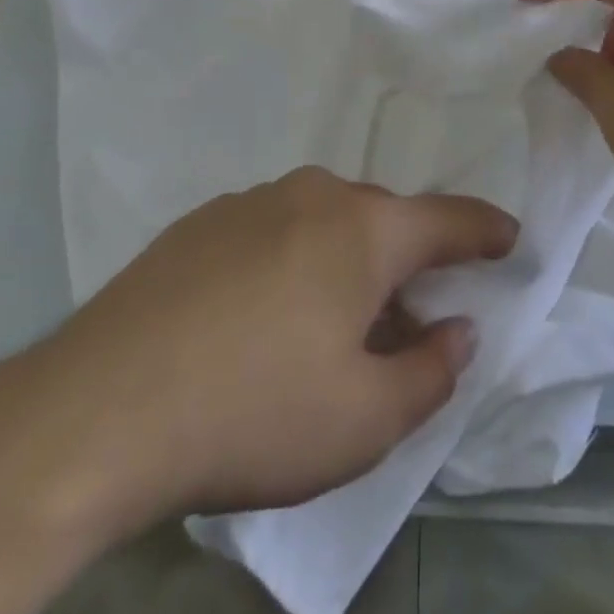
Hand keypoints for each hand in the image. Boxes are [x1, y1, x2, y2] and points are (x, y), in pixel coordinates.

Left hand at [4, 167, 517, 526]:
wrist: (103, 405)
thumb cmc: (255, 411)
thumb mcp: (364, 419)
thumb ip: (430, 370)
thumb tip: (458, 328)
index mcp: (363, 229)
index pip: (447, 219)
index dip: (485, 229)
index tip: (510, 236)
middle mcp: (313, 194)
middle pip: (383, 220)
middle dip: (408, 261)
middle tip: (412, 316)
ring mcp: (252, 200)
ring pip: (325, 222)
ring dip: (346, 262)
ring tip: (332, 326)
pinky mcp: (202, 221)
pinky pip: (274, 229)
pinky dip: (294, 261)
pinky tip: (262, 317)